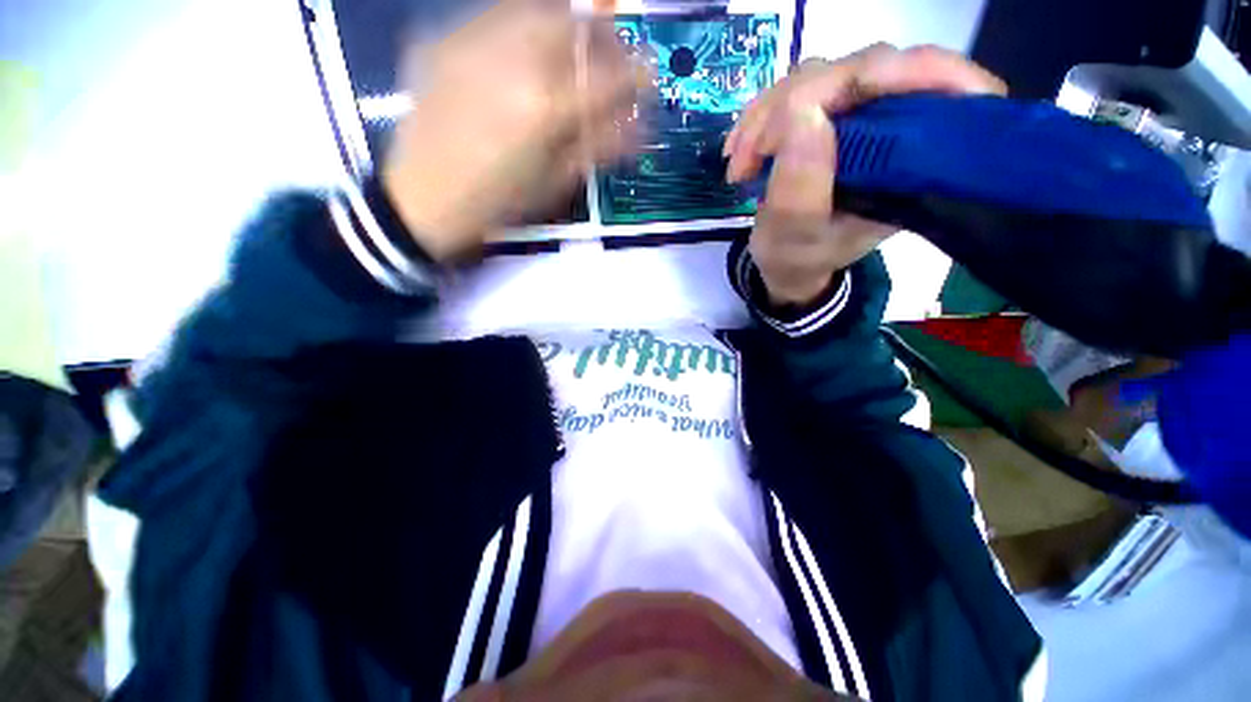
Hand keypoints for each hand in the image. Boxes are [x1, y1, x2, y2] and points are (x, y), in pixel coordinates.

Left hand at [383, 1, 644, 261]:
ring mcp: (473, 42)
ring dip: (566, 22)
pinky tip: (527, 46)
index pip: (609, 78)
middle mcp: (514, 60)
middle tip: (614, 52)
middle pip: (573, 24)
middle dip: (604, 35)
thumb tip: (638, 128)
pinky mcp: (445, 38)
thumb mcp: (555, 184)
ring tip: (574, 44)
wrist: (423, 198)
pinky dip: (524, 22)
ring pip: (535, 8)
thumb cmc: (498, 203)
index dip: (638, 74)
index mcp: (545, 108)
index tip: (651, 74)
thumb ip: (598, 148)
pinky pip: (495, 14)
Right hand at [724, 45, 1006, 305]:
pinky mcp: (831, 112)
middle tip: (747, 157)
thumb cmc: (801, 257)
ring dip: (766, 115)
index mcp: (915, 160)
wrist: (789, 261)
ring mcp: (862, 113)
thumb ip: (801, 191)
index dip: (874, 76)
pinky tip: (739, 149)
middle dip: (792, 106)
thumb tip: (802, 113)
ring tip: (738, 165)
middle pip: (861, 70)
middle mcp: (898, 125)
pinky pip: (795, 89)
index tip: (803, 110)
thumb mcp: (797, 238)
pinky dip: (759, 117)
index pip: (926, 82)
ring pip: (821, 75)